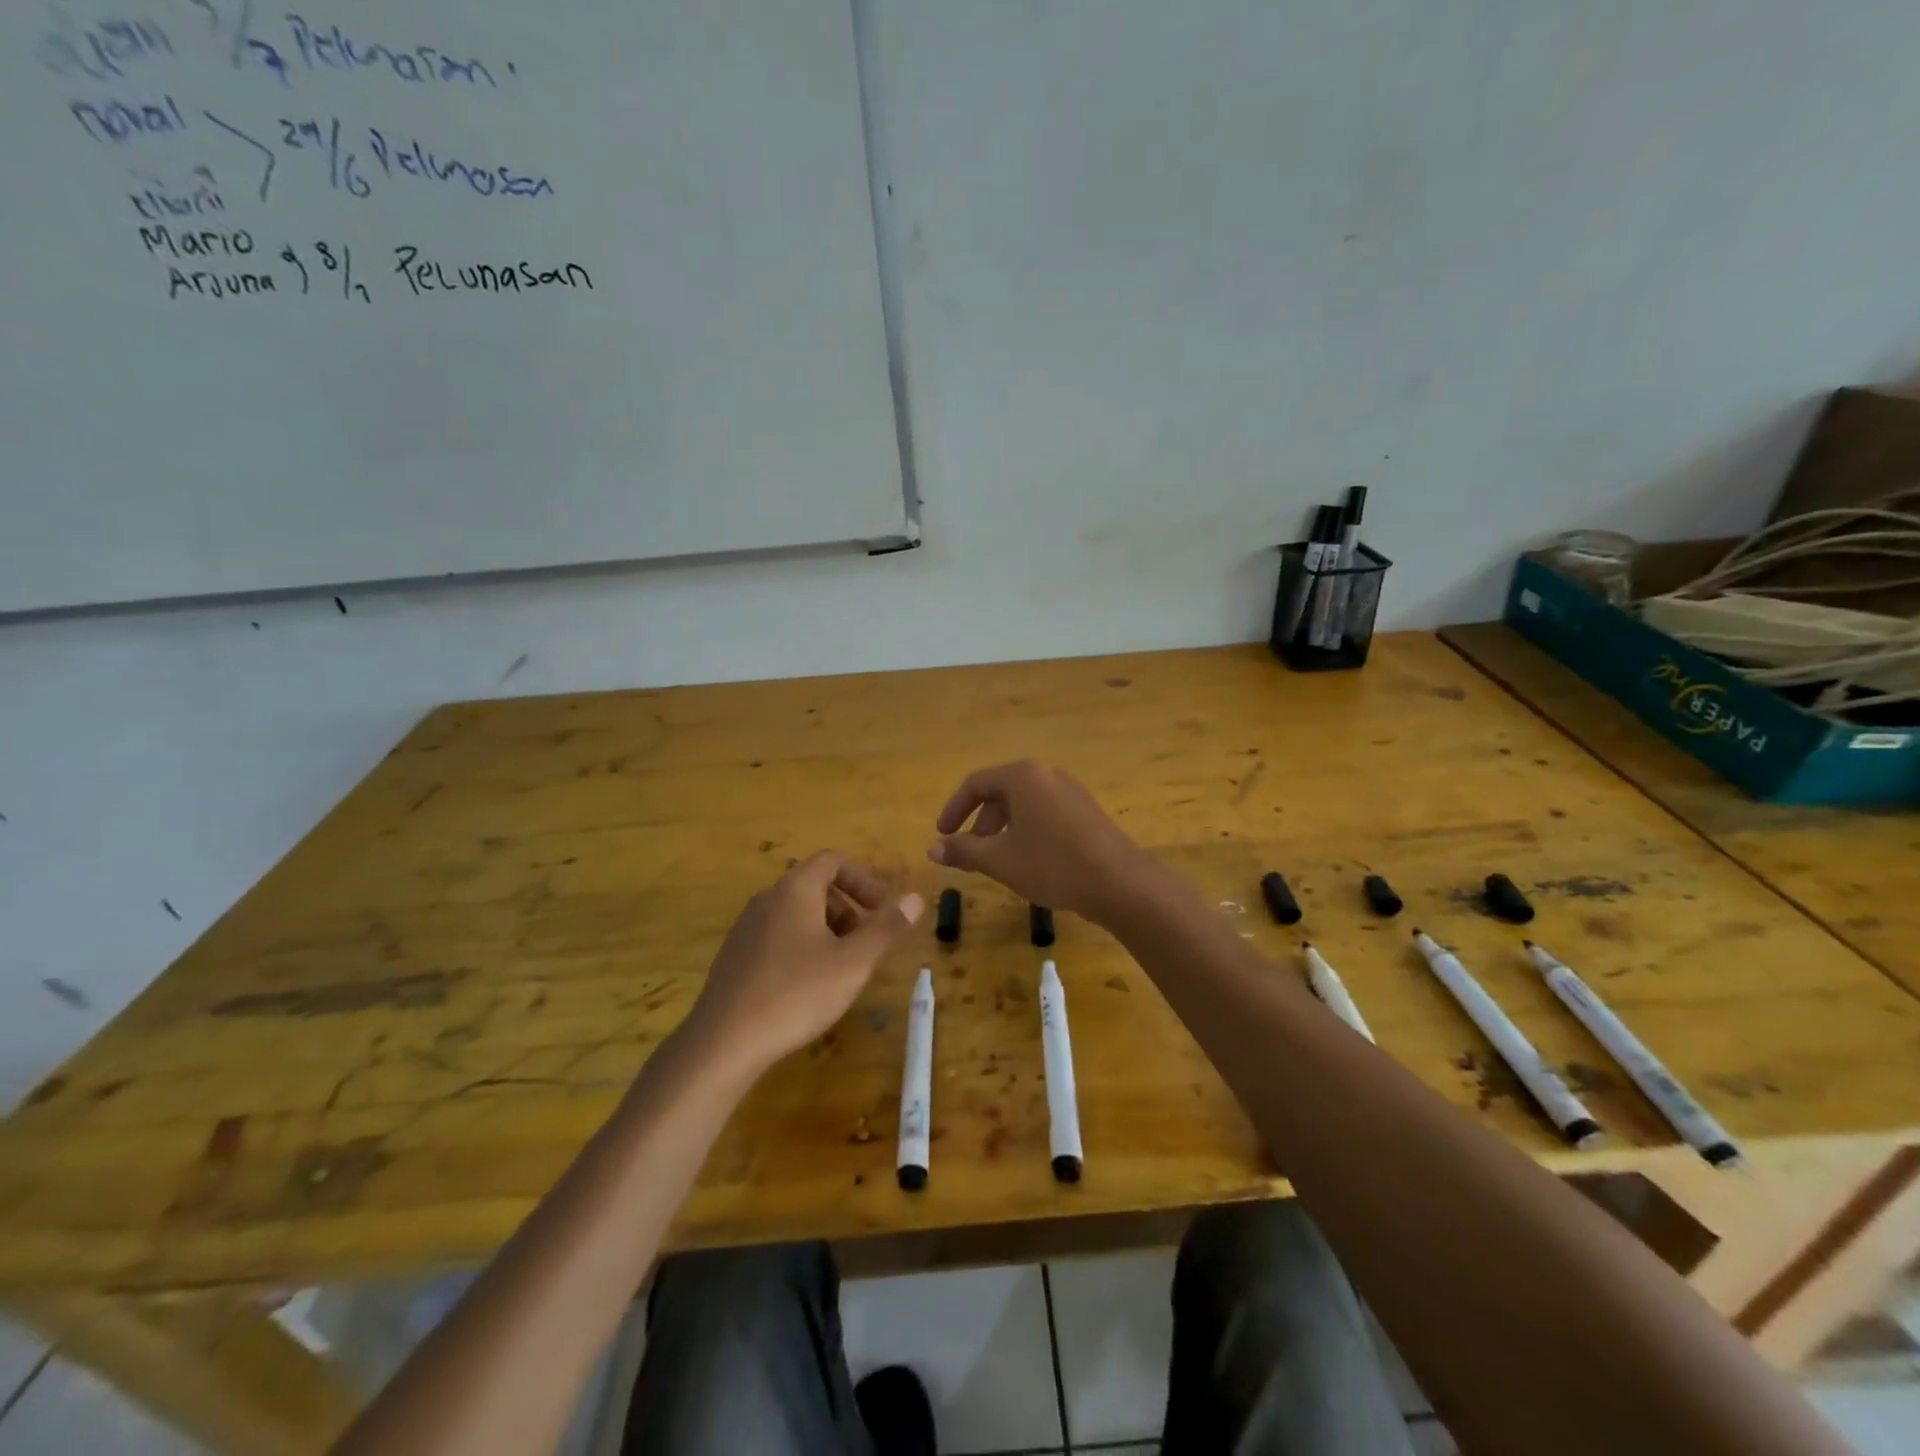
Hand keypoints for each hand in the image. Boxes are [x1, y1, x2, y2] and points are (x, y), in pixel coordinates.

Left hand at [684, 852, 923, 1076]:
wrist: (724, 1042)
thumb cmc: (796, 993)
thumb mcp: (853, 963)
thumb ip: (886, 928)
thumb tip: (916, 898)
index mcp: (795, 889)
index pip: (833, 860)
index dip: (863, 878)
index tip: (882, 907)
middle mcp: (767, 899)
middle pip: (814, 885)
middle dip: (848, 907)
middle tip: (866, 941)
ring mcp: (746, 927)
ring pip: (796, 912)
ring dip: (826, 928)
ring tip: (842, 966)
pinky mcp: (735, 956)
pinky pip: (777, 935)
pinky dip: (802, 945)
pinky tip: (808, 986)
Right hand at [927, 761, 1158, 924]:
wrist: (1119, 883)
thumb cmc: (1052, 865)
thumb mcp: (1000, 860)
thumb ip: (964, 851)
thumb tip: (932, 848)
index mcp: (1023, 777)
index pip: (976, 784)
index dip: (954, 810)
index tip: (942, 836)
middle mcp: (1047, 775)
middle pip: (1001, 793)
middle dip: (980, 824)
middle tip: (972, 855)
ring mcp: (1070, 792)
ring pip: (1024, 806)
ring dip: (1003, 831)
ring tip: (999, 864)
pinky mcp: (1086, 811)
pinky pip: (1044, 814)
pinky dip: (1027, 832)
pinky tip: (1030, 863)